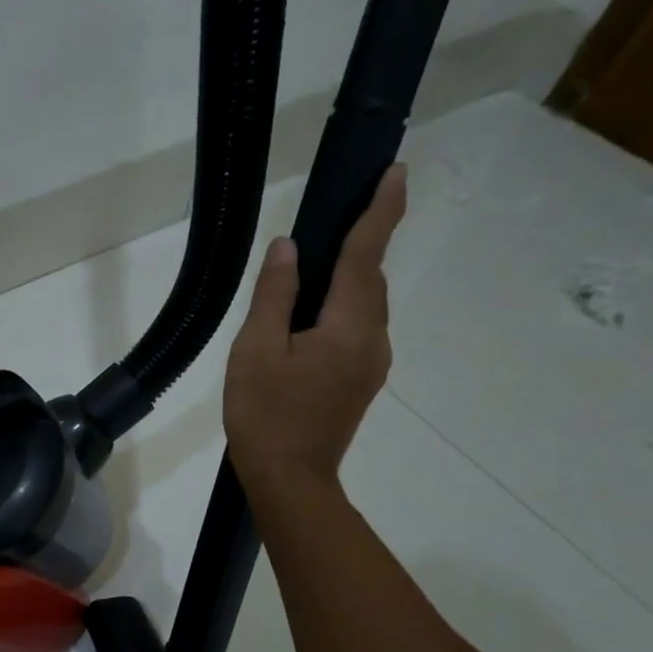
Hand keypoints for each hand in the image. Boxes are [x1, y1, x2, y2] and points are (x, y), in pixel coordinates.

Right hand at [223, 164, 406, 494]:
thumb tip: (289, 248)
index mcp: (347, 326)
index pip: (365, 256)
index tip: (396, 172)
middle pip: (369, 280)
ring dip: (348, 282)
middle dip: (360, 246)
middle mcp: (373, 339)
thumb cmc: (266, 415)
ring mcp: (371, 364)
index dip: (380, 212)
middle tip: (338, 219)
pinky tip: (310, 323)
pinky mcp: (361, 382)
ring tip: (310, 277)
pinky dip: (342, 310)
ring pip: (365, 307)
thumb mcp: (255, 351)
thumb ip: (274, 296)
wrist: (289, 479)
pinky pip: (358, 331)